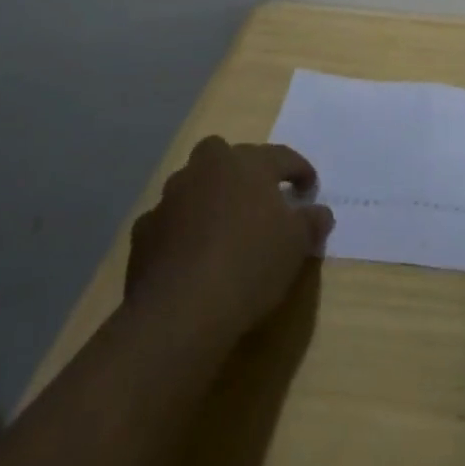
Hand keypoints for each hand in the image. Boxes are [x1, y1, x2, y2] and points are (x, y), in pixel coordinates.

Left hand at [123, 136, 333, 341]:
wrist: (180, 311)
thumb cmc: (250, 264)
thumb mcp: (296, 245)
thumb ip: (311, 222)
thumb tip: (320, 213)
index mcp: (247, 164)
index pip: (282, 156)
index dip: (300, 170)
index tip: (309, 188)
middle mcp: (207, 169)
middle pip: (224, 154)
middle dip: (240, 169)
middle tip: (256, 196)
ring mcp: (171, 197)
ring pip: (193, 184)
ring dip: (207, 198)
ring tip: (221, 227)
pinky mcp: (144, 231)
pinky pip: (168, 221)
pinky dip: (179, 231)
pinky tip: (189, 255)